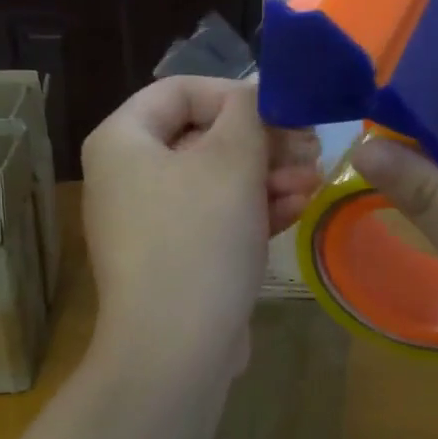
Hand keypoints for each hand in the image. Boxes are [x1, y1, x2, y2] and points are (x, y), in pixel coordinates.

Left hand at [83, 77, 319, 380]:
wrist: (176, 348)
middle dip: (264, 142)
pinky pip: (215, 220)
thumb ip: (250, 113)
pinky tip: (296, 209)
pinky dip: (253, 211)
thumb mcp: (232, 162)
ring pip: (215, 182)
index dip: (238, 94)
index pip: (181, 91)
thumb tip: (260, 90)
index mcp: (123, 141)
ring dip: (268, 177)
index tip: (285, 112)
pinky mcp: (174, 260)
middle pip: (203, 138)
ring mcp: (150, 223)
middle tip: (311, 149)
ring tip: (314, 181)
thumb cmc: (198, 239)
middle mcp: (128, 177)